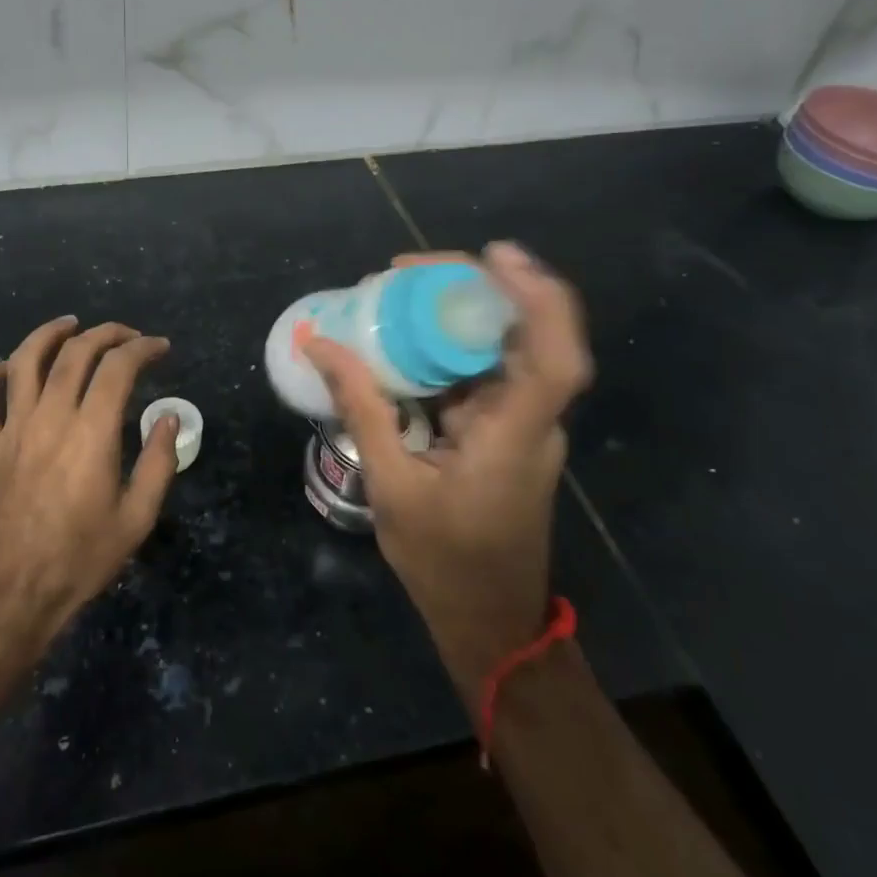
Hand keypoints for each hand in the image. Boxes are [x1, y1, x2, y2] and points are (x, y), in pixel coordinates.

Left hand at [0, 317, 179, 651]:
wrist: (10, 596)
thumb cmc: (80, 559)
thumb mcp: (137, 519)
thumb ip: (158, 462)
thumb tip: (168, 417)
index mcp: (92, 433)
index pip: (118, 367)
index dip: (142, 348)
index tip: (159, 348)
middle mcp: (49, 417)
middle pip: (75, 352)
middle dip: (105, 333)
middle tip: (126, 335)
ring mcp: (10, 429)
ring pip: (24, 360)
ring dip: (49, 334)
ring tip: (70, 325)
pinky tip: (7, 369)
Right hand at [303, 243, 592, 693]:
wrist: (488, 620)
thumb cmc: (444, 562)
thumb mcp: (391, 484)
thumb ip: (362, 408)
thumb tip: (321, 343)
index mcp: (516, 436)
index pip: (555, 358)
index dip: (536, 298)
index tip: (492, 256)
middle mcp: (531, 420)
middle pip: (526, 334)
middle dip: (471, 287)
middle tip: (404, 270)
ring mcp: (520, 424)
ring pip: (500, 348)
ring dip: (454, 313)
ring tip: (393, 292)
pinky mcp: (503, 430)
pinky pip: (479, 372)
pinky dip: (444, 347)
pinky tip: (401, 340)